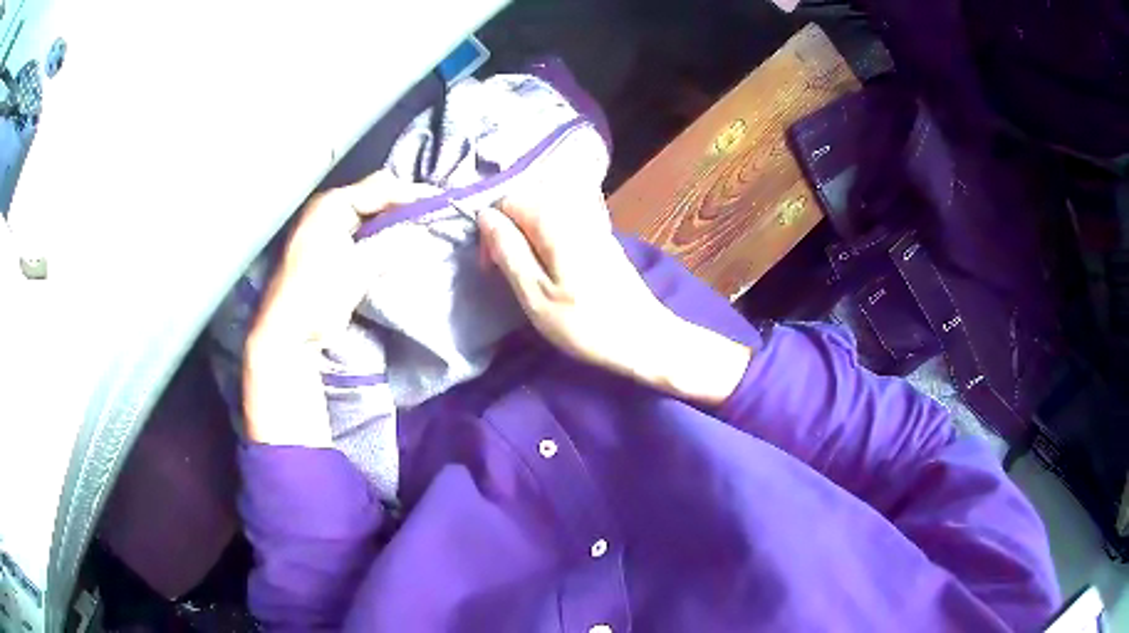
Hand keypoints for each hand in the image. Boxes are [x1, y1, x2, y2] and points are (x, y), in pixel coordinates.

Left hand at [243, 171, 432, 445]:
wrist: (290, 332)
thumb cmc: (318, 294)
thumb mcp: (356, 267)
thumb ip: (389, 247)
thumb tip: (418, 235)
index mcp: (331, 205)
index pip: (379, 187)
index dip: (410, 194)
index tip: (441, 202)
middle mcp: (328, 210)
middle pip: (375, 198)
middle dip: (403, 206)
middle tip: (434, 215)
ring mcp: (328, 231)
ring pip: (371, 216)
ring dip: (394, 222)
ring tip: (423, 229)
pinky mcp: (331, 252)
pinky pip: (365, 234)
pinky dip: (382, 237)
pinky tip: (400, 245)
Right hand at [478, 192, 751, 406]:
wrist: (645, 338)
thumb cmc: (585, 323)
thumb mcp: (534, 294)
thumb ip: (508, 250)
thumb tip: (485, 216)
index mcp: (554, 221)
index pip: (508, 201)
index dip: (493, 231)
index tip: (494, 266)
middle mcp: (574, 211)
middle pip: (528, 204)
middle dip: (511, 234)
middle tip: (510, 273)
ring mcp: (593, 224)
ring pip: (545, 216)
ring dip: (529, 241)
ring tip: (531, 276)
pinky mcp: (603, 239)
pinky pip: (564, 227)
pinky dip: (549, 244)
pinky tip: (554, 272)